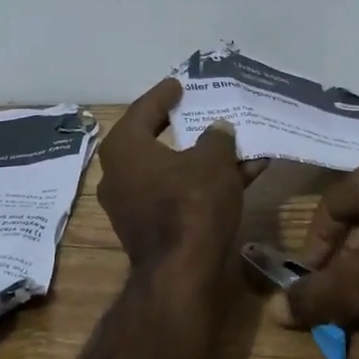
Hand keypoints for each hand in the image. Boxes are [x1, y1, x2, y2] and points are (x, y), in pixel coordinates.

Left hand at [96, 78, 254, 263]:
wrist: (182, 273)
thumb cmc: (191, 203)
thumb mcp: (213, 160)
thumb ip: (217, 138)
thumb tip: (218, 130)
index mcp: (124, 149)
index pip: (143, 110)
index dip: (164, 95)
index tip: (178, 84)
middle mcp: (119, 175)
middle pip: (154, 141)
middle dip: (181, 127)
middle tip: (196, 110)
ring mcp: (132, 206)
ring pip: (171, 171)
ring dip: (201, 159)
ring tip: (231, 143)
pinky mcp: (150, 230)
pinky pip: (177, 195)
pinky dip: (202, 184)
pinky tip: (240, 177)